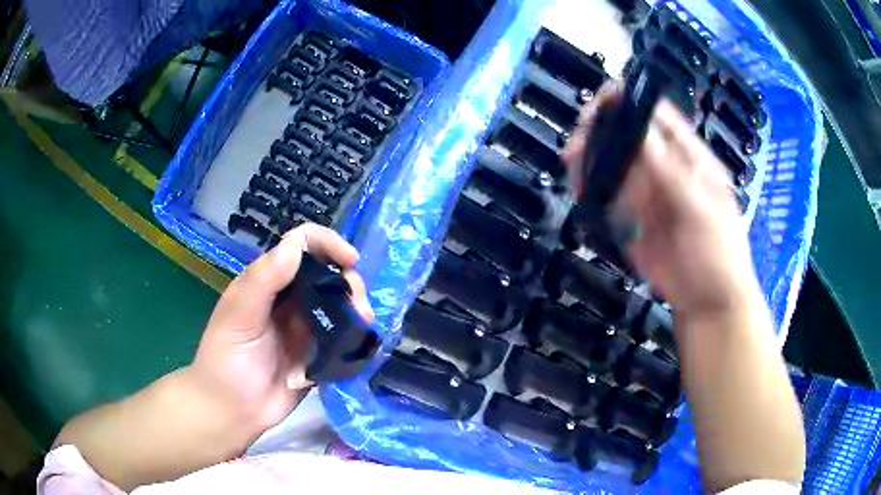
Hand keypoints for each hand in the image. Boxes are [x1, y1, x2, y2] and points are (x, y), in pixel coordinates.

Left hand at [190, 223, 373, 438]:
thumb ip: (263, 281)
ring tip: (364, 326)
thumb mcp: (237, 317)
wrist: (232, 411)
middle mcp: (289, 299)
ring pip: (339, 305)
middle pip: (327, 273)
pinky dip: (356, 336)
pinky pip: (343, 338)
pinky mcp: (318, 355)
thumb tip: (297, 245)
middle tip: (360, 308)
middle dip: (349, 282)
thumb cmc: (225, 361)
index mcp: (267, 282)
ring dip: (356, 309)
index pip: (301, 246)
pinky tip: (362, 345)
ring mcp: (305, 328)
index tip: (351, 261)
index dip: (327, 244)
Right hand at [562, 83, 759, 316]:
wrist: (708, 302)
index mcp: (689, 157)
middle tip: (579, 141)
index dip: (630, 102)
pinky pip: (607, 195)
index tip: (601, 102)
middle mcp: (664, 167)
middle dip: (601, 130)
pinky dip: (590, 189)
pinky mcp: (631, 217)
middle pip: (627, 135)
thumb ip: (673, 175)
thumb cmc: (717, 254)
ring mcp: (646, 192)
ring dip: (590, 160)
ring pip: (613, 163)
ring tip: (573, 164)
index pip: (658, 115)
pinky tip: (579, 189)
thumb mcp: (702, 212)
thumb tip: (642, 132)